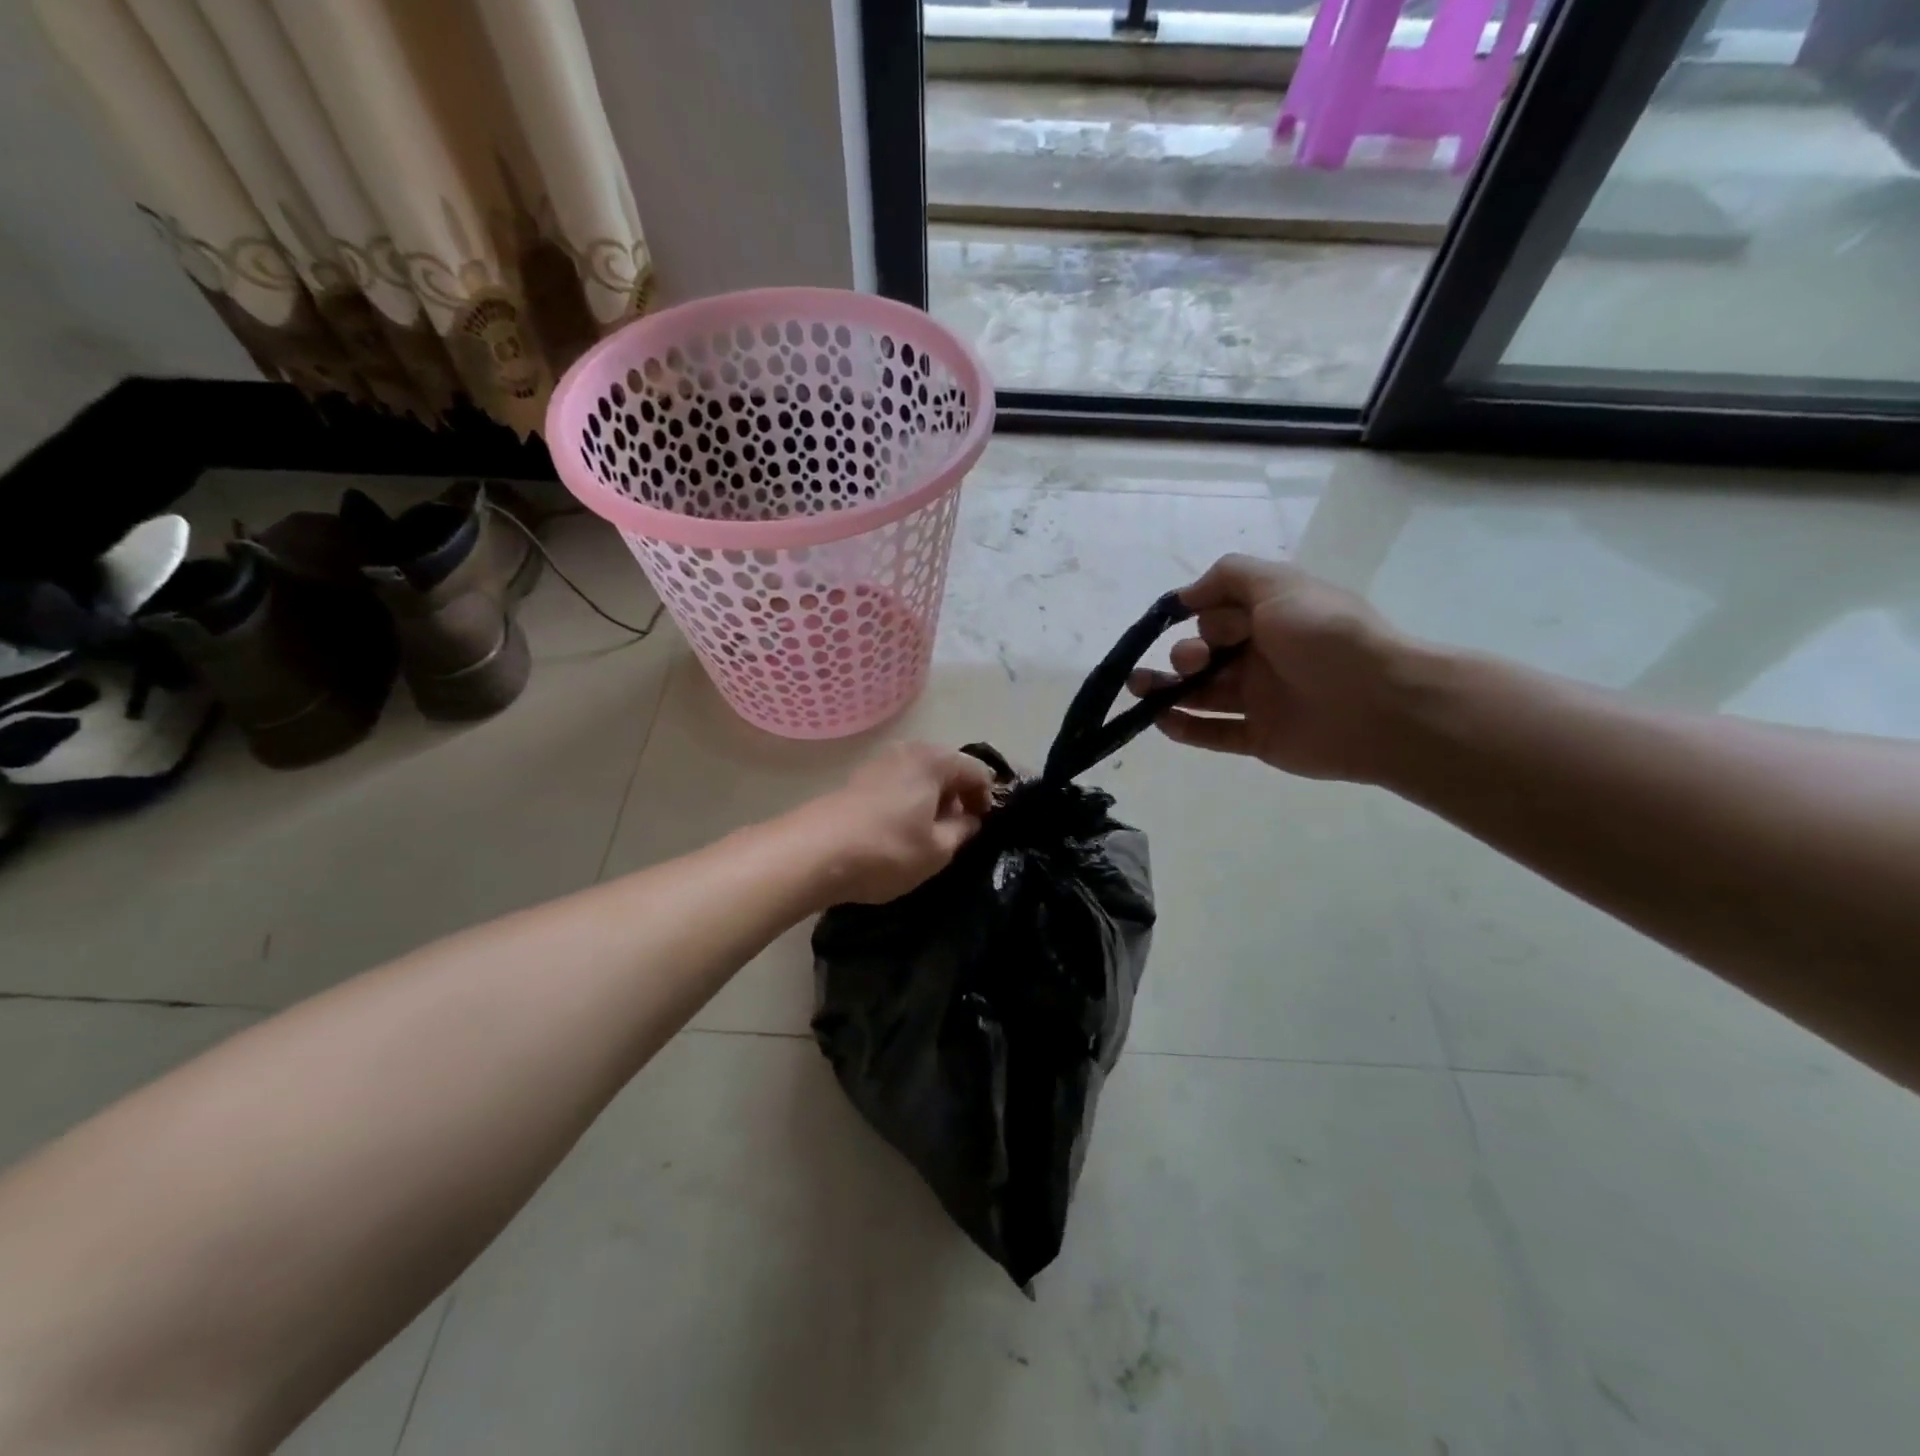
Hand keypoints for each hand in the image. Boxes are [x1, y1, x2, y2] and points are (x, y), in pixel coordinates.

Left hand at [795, 742, 996, 905]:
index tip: (982, 828)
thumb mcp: (937, 850)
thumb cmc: (887, 850)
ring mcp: (880, 761)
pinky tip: (900, 831)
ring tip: (928, 835)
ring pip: (921, 776)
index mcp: (934, 760)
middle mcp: (908, 750)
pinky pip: (899, 783)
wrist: (813, 853)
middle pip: (948, 768)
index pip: (978, 771)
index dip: (987, 799)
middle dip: (959, 797)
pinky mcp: (858, 778)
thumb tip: (970, 819)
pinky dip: (909, 801)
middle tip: (958, 833)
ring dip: (932, 800)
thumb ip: (963, 831)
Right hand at [1126, 555, 1408, 782]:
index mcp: (1270, 618)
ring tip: (1138, 688)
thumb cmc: (1325, 635)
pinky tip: (1160, 721)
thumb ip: (1229, 576)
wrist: (1380, 704)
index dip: (1201, 616)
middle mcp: (1263, 656)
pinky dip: (1185, 729)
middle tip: (1194, 660)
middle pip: (1206, 654)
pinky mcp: (1260, 738)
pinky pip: (1214, 734)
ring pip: (1202, 694)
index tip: (1191, 618)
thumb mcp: (1279, 584)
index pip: (1218, 615)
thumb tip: (1186, 596)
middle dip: (1184, 653)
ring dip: (1166, 690)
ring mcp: (1261, 700)